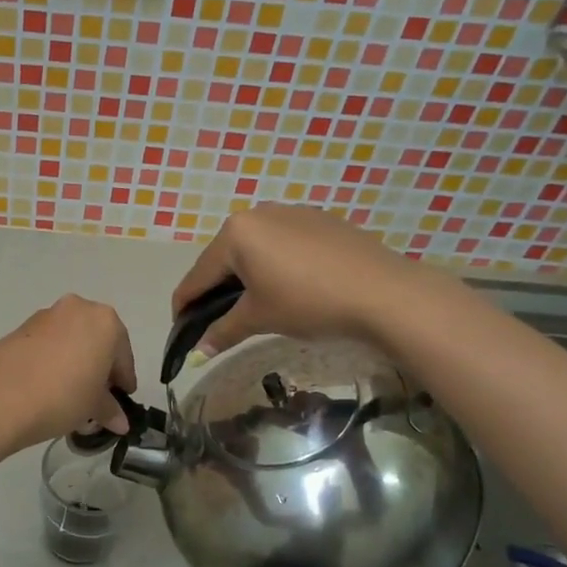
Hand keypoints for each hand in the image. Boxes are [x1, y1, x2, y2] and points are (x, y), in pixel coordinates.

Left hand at [0, 295, 137, 449]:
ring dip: (75, 362)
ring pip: (71, 340)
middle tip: (97, 398)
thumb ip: (110, 410)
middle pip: (97, 341)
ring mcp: (46, 315)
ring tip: (70, 395)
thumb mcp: (93, 407)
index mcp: (105, 321)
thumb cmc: (62, 396)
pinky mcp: (20, 328)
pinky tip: (47, 386)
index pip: (123, 355)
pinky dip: (53, 360)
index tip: (122, 400)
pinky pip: (48, 344)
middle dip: (99, 368)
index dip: (124, 380)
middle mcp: (77, 309)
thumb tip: (120, 421)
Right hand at [173, 203, 437, 353]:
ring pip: (254, 249)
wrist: (384, 292)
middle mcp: (258, 213)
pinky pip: (283, 243)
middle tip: (219, 322)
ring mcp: (291, 212)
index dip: (185, 307)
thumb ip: (223, 332)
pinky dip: (275, 265)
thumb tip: (198, 353)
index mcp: (236, 233)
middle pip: (224, 258)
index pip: (198, 276)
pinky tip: (290, 287)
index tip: (181, 330)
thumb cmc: (309, 302)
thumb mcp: (260, 318)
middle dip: (217, 290)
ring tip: (255, 306)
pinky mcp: (319, 219)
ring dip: (246, 276)